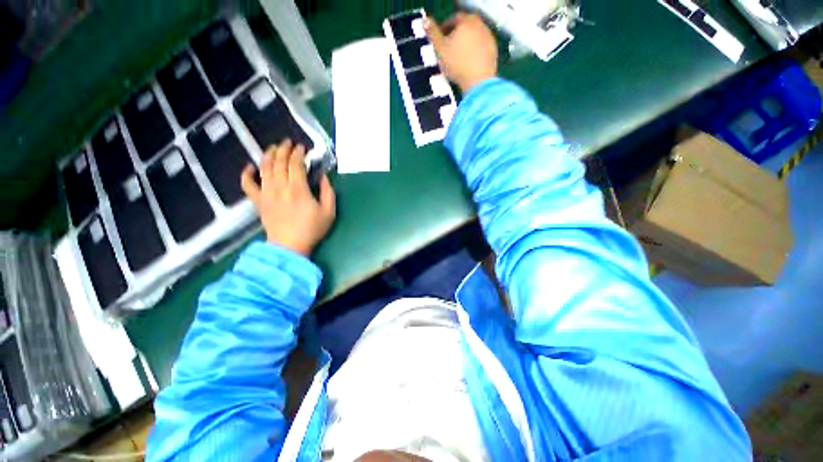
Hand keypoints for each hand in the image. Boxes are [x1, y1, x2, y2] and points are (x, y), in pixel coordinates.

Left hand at [241, 139, 335, 255]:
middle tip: (288, 143)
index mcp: (298, 188)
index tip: (302, 148)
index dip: (298, 152)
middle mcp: (280, 186)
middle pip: (280, 160)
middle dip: (284, 148)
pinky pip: (248, 185)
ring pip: (265, 167)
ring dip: (269, 154)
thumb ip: (328, 192)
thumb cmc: (309, 231)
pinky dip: (246, 174)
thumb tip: (323, 177)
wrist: (288, 248)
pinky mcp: (258, 201)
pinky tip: (250, 167)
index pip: (296, 162)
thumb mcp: (328, 213)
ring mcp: (267, 192)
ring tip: (273, 148)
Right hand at [425, 13, 497, 92]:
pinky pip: (482, 42)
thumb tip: (425, 20)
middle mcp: (482, 27)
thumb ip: (432, 31)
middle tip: (448, 40)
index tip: (439, 34)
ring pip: (476, 32)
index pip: (456, 17)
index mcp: (468, 23)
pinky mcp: (494, 50)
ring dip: (466, 37)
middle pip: (468, 23)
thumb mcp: (439, 46)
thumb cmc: (456, 62)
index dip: (446, 24)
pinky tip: (467, 57)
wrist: (479, 81)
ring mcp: (490, 39)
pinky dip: (474, 45)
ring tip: (457, 49)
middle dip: (457, 29)